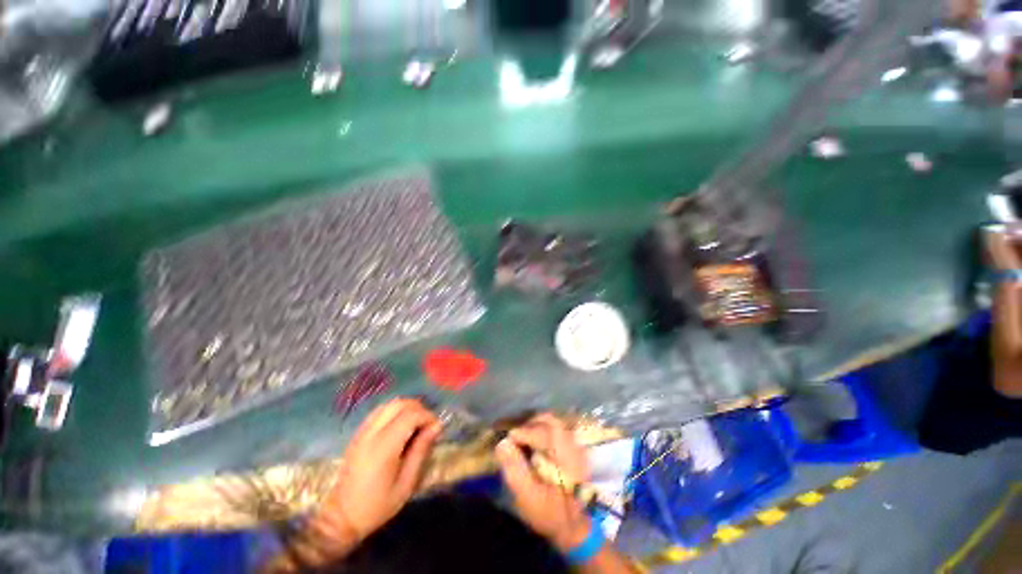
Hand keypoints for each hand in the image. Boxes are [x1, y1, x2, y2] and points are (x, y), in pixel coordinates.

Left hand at [316, 398, 441, 544]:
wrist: (340, 518)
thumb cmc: (377, 506)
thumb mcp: (406, 484)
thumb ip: (421, 451)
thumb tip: (437, 426)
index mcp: (384, 447)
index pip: (410, 415)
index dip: (428, 416)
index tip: (436, 428)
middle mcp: (371, 433)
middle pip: (400, 403)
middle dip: (419, 409)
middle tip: (427, 425)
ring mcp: (362, 431)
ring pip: (389, 404)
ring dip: (407, 408)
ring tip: (415, 425)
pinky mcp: (358, 433)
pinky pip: (380, 411)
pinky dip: (394, 412)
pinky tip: (400, 427)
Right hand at [495, 413, 591, 551]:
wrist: (576, 527)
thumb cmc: (550, 513)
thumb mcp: (528, 497)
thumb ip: (515, 469)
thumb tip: (502, 443)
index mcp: (564, 457)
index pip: (541, 433)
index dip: (522, 433)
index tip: (509, 439)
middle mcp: (573, 446)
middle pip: (550, 421)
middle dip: (530, 425)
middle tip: (516, 436)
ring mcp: (577, 445)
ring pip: (555, 423)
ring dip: (537, 425)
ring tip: (525, 438)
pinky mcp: (576, 448)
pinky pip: (559, 429)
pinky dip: (545, 429)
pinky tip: (537, 442)